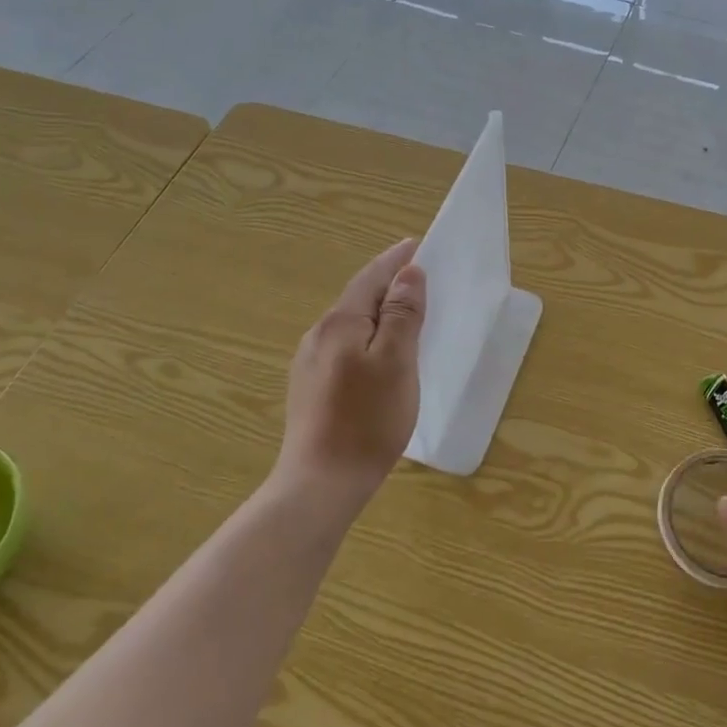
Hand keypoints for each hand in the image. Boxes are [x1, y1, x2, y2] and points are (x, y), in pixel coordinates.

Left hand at [278, 238, 426, 513]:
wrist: (320, 482)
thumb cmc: (367, 419)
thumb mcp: (396, 362)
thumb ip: (403, 314)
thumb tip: (409, 273)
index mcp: (341, 323)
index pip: (371, 277)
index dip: (396, 260)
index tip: (417, 244)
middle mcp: (319, 335)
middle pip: (358, 298)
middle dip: (387, 283)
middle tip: (417, 276)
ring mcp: (309, 363)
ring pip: (350, 324)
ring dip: (377, 311)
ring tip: (404, 313)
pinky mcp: (310, 388)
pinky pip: (343, 346)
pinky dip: (367, 336)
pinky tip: (378, 354)